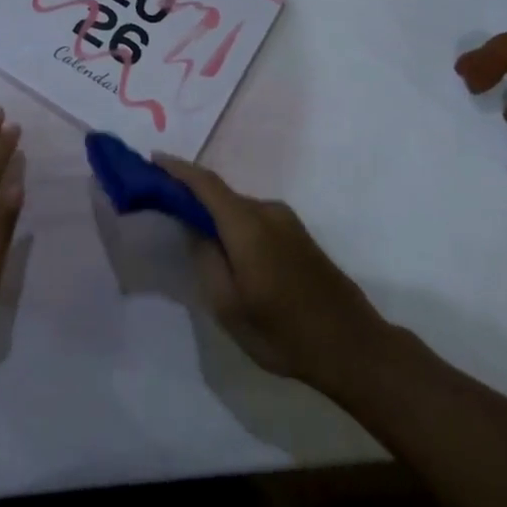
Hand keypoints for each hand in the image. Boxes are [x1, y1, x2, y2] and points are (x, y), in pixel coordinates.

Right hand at [157, 155, 393, 397]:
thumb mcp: (229, 306)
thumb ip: (206, 260)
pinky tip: (225, 246)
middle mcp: (268, 212)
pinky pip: (255, 218)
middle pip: (221, 193)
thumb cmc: (284, 332)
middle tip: (162, 202)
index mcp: (248, 225)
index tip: (152, 159)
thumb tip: (194, 230)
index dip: (177, 169)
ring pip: (239, 207)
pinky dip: (233, 222)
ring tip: (189, 228)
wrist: (353, 346)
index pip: (205, 184)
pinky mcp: (299, 237)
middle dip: (190, 193)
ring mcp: (288, 222)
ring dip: (214, 211)